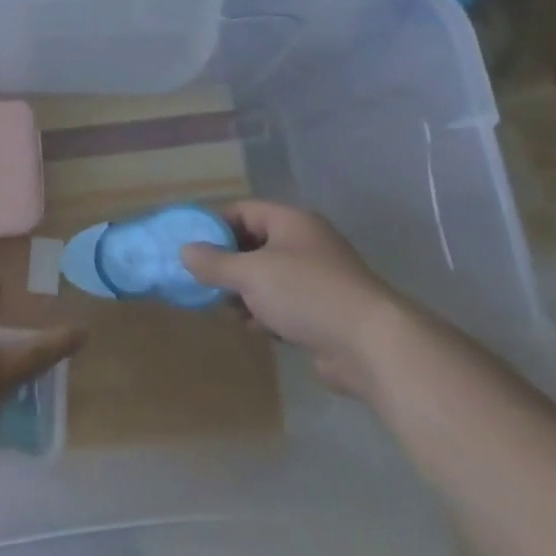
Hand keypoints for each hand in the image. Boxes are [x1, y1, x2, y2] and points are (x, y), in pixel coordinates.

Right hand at [179, 200, 405, 396]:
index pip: (244, 211)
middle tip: (202, 281)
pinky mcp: (324, 312)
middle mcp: (305, 243)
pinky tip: (254, 328)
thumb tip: (185, 251)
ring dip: (246, 292)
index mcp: (291, 222)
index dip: (215, 226)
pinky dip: (267, 313)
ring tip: (225, 308)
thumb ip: (215, 263)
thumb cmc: (306, 293)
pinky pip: (285, 304)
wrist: (370, 344)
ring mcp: (318, 278)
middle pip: (255, 244)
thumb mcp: (251, 274)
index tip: (191, 247)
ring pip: (269, 277)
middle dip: (228, 264)